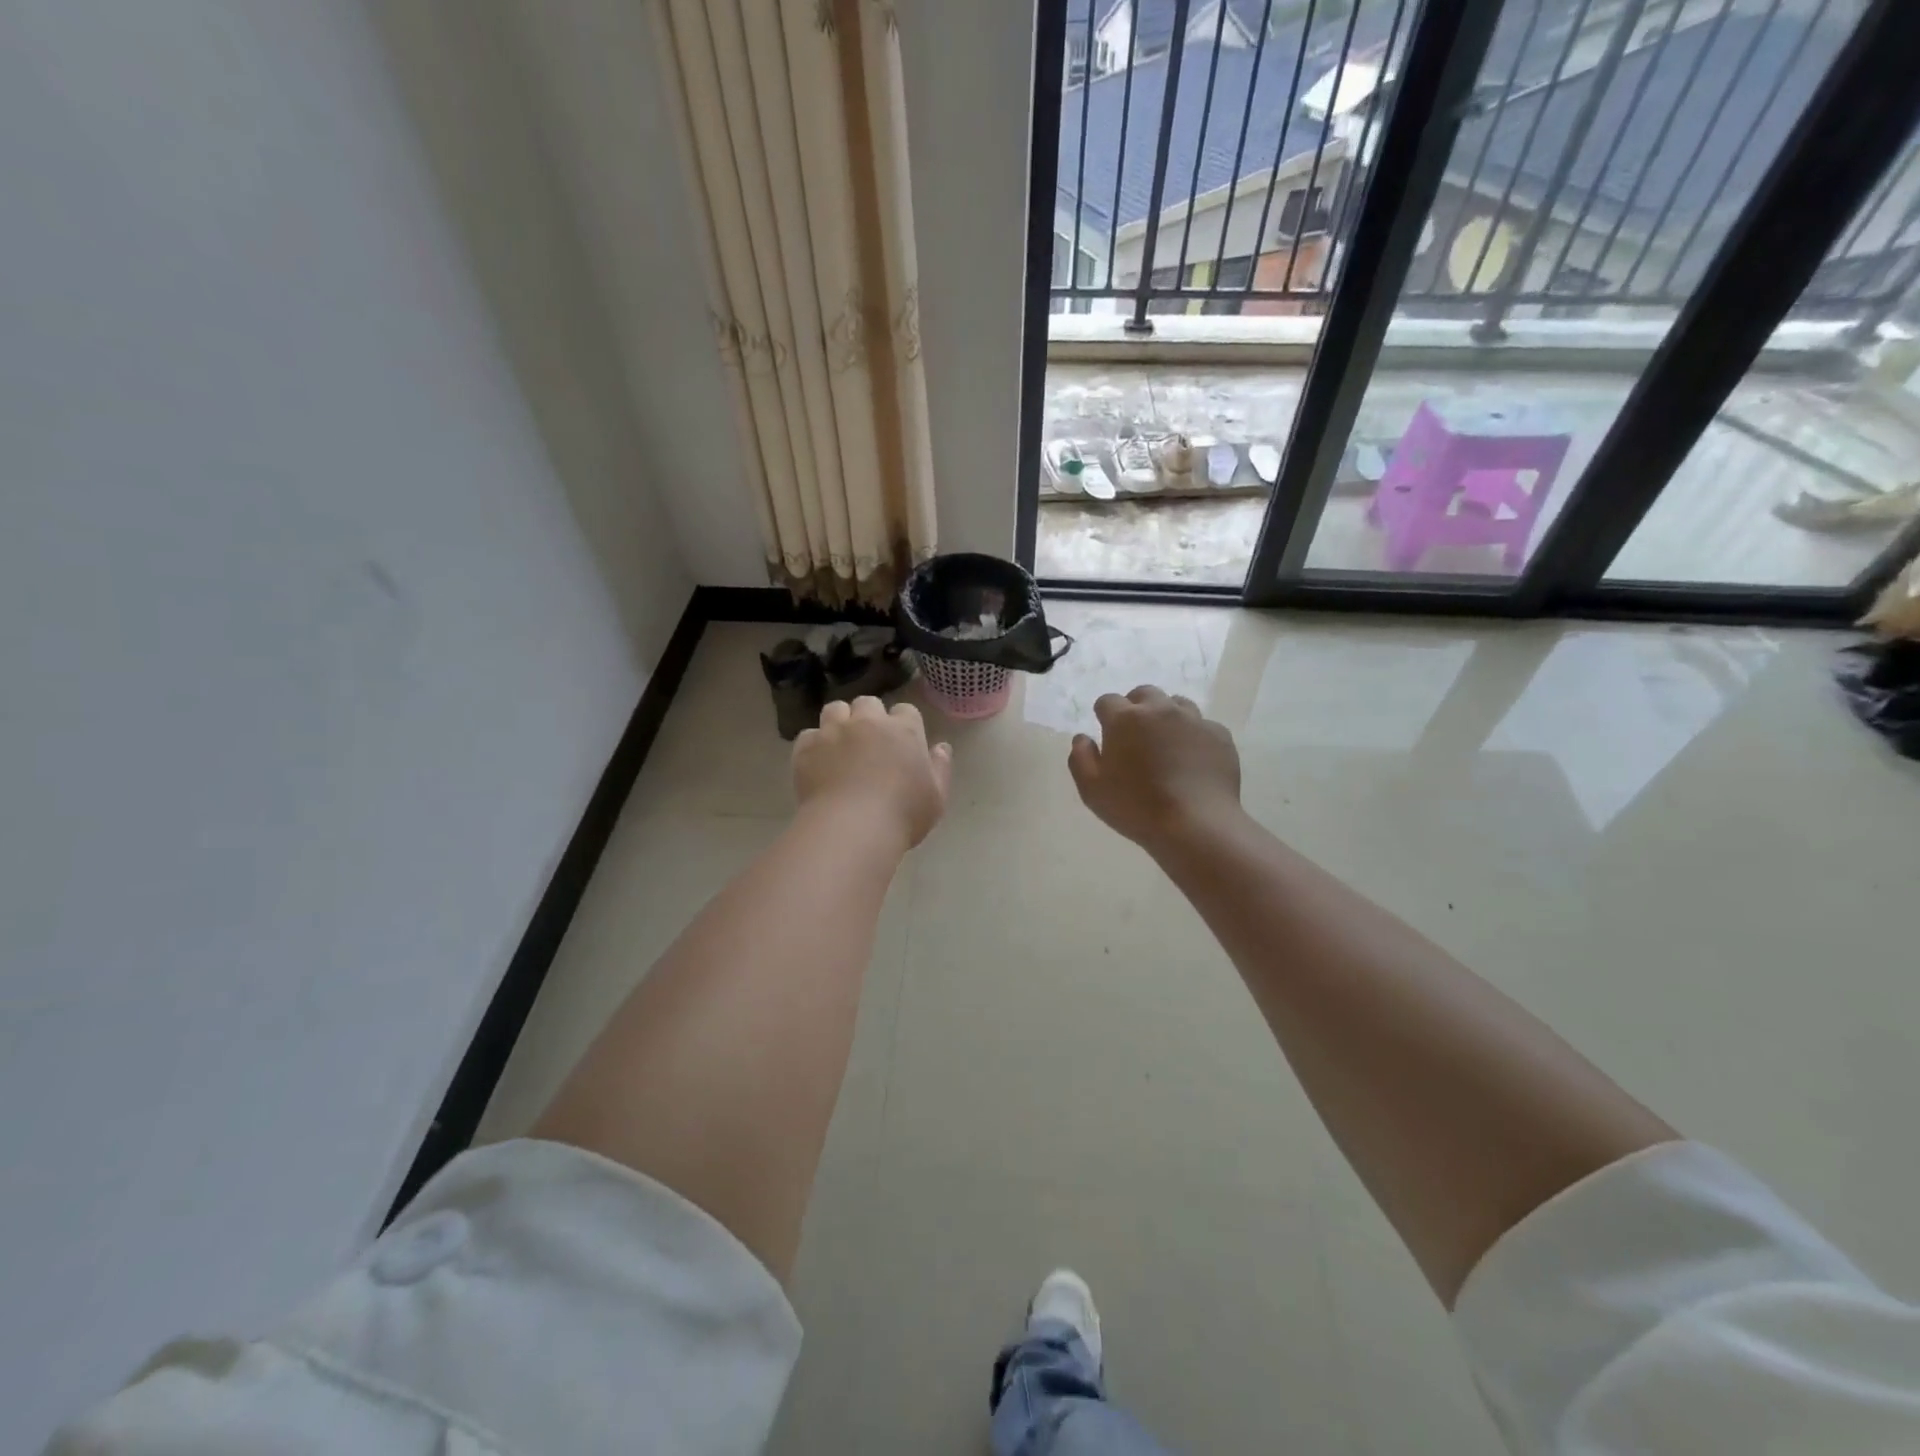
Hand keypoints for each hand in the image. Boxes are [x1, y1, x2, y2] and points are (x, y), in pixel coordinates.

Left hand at [794, 697, 951, 851]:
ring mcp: (834, 732)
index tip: (901, 743)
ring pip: (835, 710)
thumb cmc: (903, 815)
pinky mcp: (807, 748)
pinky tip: (817, 764)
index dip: (903, 724)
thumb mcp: (936, 797)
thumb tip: (941, 747)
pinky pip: (808, 736)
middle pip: (868, 703)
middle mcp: (868, 722)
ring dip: (839, 721)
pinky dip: (813, 745)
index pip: (906, 711)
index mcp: (904, 730)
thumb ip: (940, 768)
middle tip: (869, 742)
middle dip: (869, 717)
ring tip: (840, 744)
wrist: (852, 828)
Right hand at [1069, 686, 1241, 851]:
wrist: (1196, 825)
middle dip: (1136, 708)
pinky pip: (1202, 725)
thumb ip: (1080, 758)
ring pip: (1176, 704)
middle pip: (1144, 694)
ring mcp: (1193, 720)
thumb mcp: (1092, 790)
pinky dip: (1193, 735)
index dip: (1104, 716)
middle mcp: (1160, 710)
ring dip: (1166, 716)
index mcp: (1125, 719)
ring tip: (1165, 744)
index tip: (1107, 735)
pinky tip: (1191, 759)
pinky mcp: (1219, 735)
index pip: (1107, 701)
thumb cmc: (1136, 808)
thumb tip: (1082, 738)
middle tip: (1135, 736)